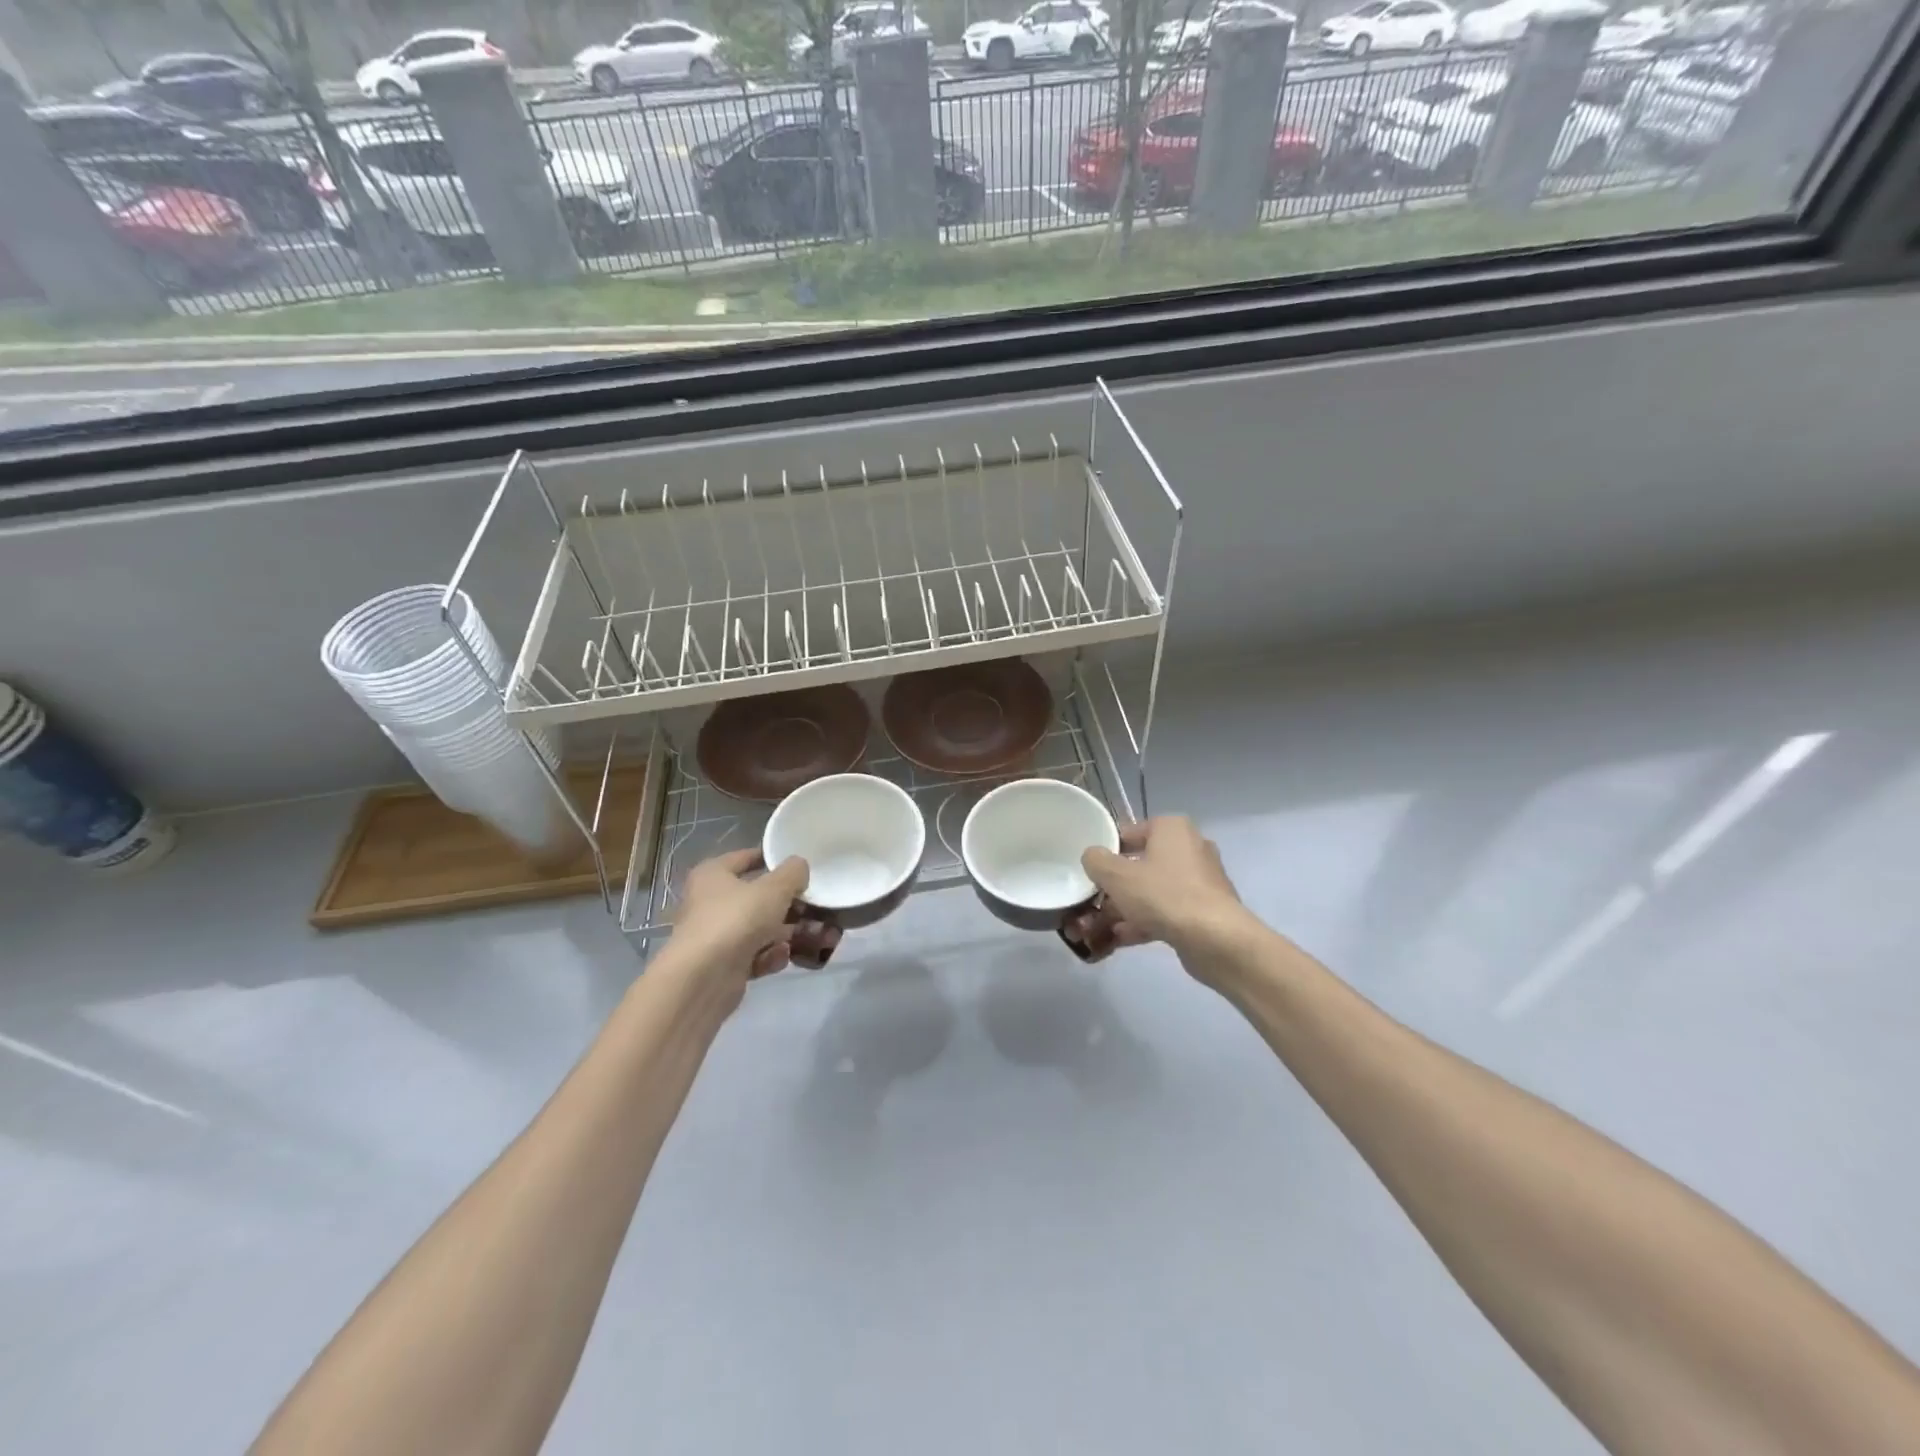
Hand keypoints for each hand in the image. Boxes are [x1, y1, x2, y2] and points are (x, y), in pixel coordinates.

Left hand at [666, 849, 809, 989]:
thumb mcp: (774, 889)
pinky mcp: (723, 965)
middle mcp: (710, 902)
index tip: (802, 867)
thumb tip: (799, 867)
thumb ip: (793, 873)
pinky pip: (754, 954)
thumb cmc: (736, 920)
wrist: (703, 979)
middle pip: (758, 897)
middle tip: (817, 908)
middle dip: (791, 906)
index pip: (746, 857)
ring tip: (816, 938)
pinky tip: (782, 958)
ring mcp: (716, 935)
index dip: (774, 859)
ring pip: (760, 928)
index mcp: (713, 874)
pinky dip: (770, 956)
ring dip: (788, 933)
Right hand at [1080, 816, 1246, 954]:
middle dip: (1115, 887)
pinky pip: (1167, 911)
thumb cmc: (1163, 895)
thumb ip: (1096, 860)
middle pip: (1141, 864)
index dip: (1106, 852)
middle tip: (1093, 902)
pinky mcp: (1205, 910)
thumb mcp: (1116, 875)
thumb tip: (1093, 857)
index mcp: (1172, 828)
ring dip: (1126, 908)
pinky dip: (1145, 922)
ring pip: (1153, 891)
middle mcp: (1190, 848)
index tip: (1090, 873)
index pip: (1130, 833)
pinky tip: (1121, 940)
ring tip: (1100, 928)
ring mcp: (1201, 881)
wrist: (1215, 939)